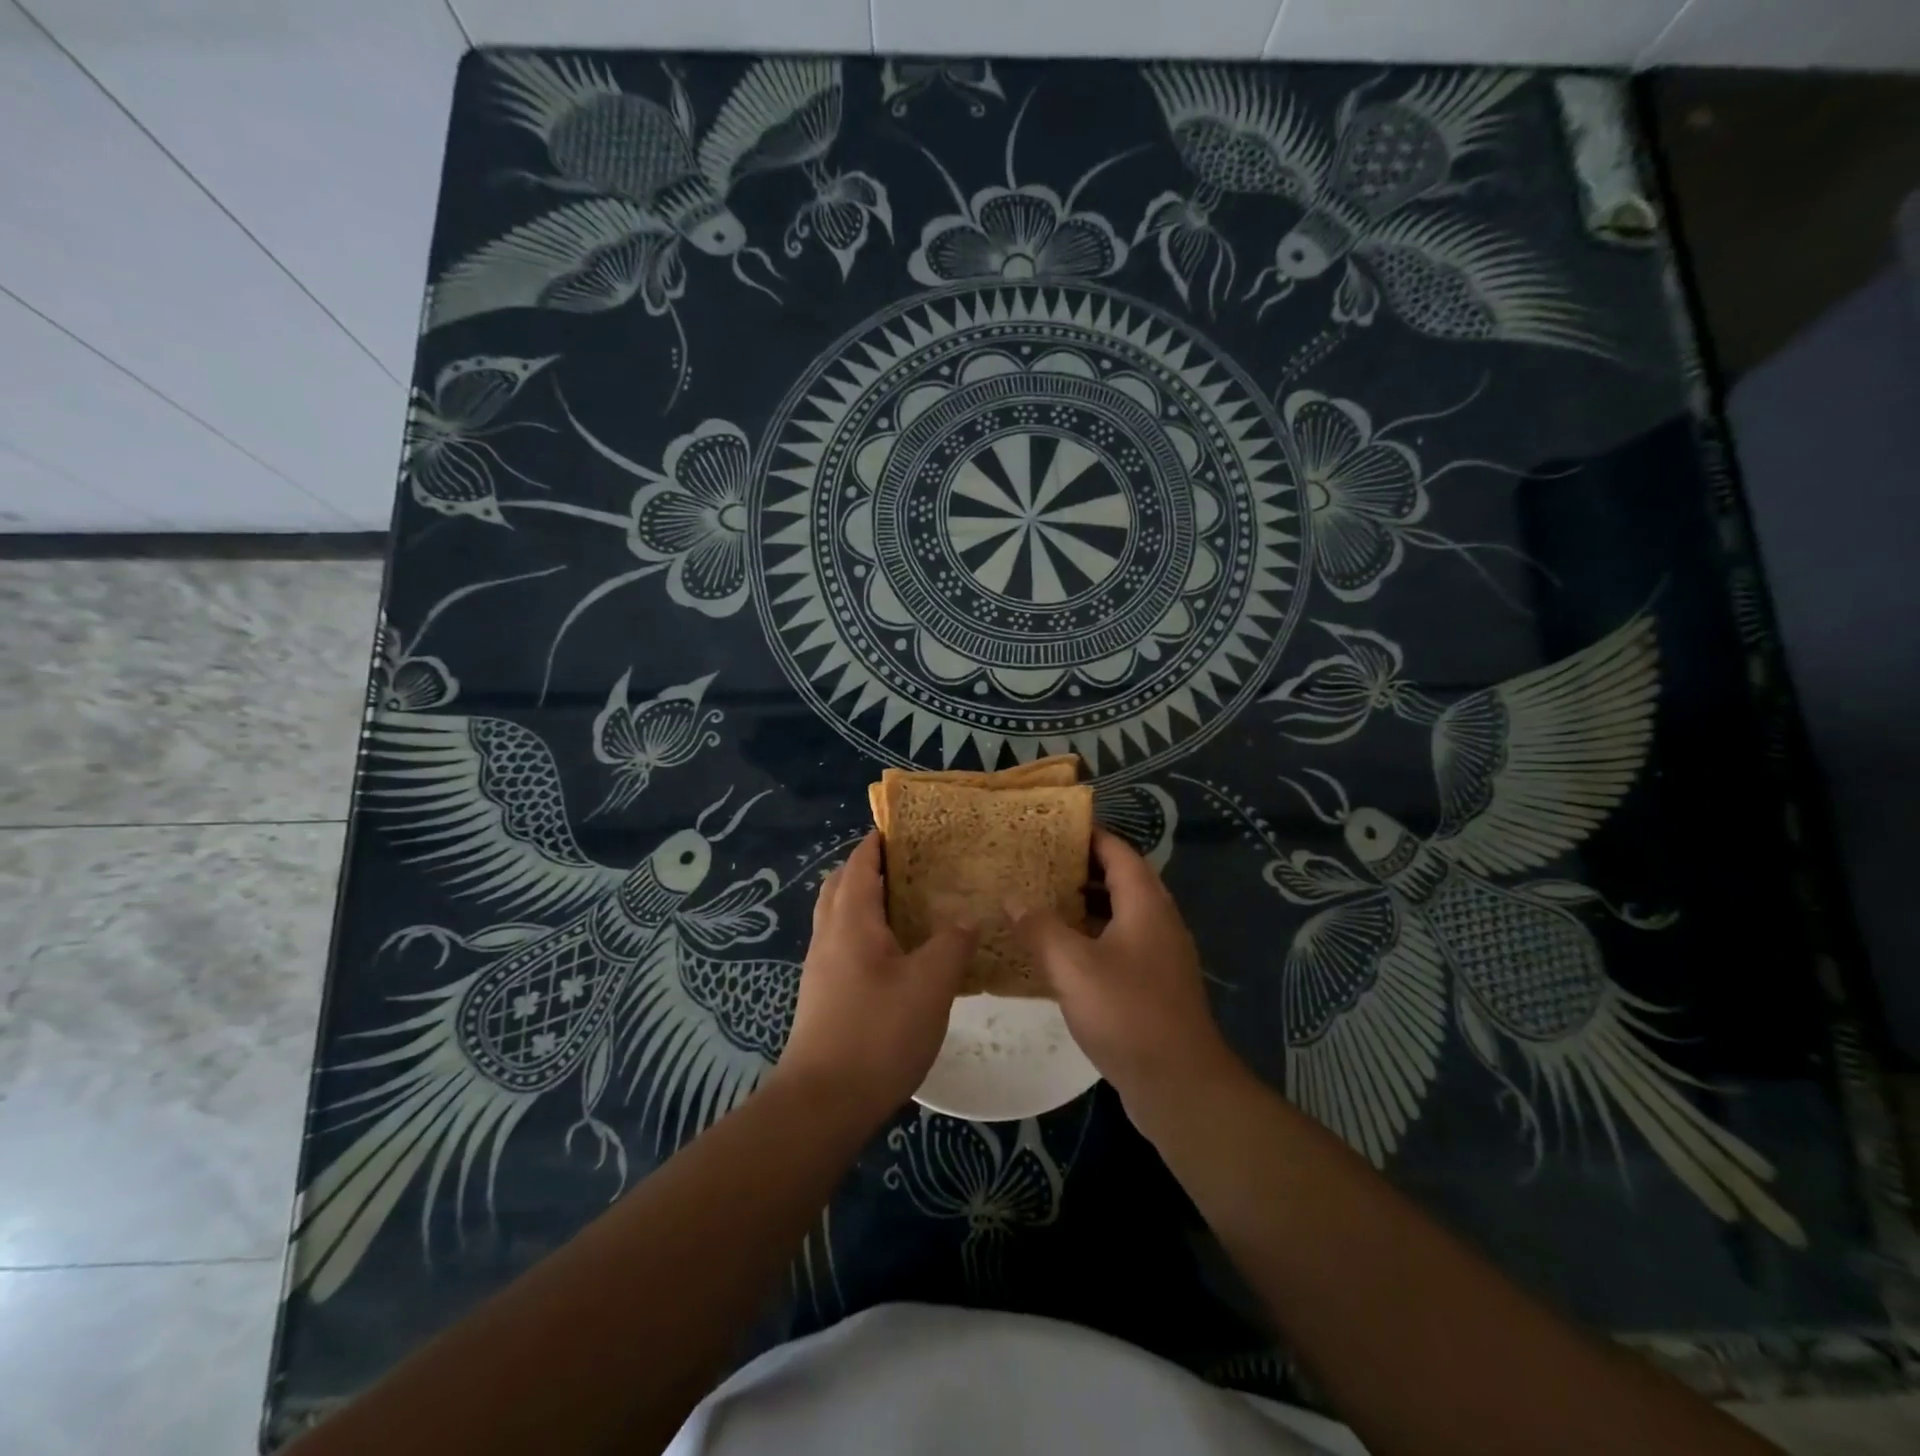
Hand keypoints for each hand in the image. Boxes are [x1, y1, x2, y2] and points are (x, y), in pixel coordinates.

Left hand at [774, 832, 975, 1124]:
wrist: (822, 1103)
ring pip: (839, 916)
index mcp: (851, 920)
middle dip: (868, 867)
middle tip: (910, 865)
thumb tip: (967, 916)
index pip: (859, 863)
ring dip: (865, 900)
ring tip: (908, 905)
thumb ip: (951, 943)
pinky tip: (895, 955)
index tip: (904, 827)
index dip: (877, 841)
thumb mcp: (930, 984)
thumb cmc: (878, 1032)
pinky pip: (842, 944)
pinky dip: (864, 932)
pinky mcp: (823, 995)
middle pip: (841, 885)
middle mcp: (828, 935)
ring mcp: (820, 967)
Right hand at [1011, 828, 1238, 1121]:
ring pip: (1117, 913)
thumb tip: (1011, 896)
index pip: (1117, 851)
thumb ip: (1040, 927)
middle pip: (1119, 879)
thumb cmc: (1127, 1013)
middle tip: (1034, 863)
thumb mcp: (1073, 966)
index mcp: (1145, 903)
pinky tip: (1057, 952)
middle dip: (1078, 868)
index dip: (1086, 835)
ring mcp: (1158, 954)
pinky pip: (1118, 944)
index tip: (1049, 828)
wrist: (1179, 1084)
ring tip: (1038, 900)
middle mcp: (1157, 920)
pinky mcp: (1153, 984)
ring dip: (1082, 905)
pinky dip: (1089, 937)